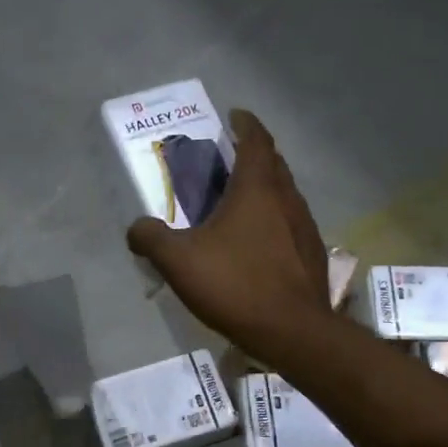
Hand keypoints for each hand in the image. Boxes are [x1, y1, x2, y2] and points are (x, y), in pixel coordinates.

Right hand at [126, 109, 329, 355]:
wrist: (292, 331)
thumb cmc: (235, 285)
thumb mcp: (179, 261)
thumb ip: (151, 238)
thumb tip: (136, 229)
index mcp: (258, 189)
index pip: (256, 140)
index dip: (245, 123)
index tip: (234, 115)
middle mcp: (288, 199)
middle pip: (273, 164)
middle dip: (253, 155)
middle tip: (228, 160)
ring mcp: (305, 227)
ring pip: (285, 195)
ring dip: (264, 189)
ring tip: (239, 202)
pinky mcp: (312, 255)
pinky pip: (290, 224)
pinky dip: (273, 220)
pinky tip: (256, 243)